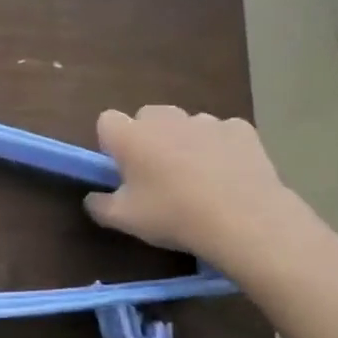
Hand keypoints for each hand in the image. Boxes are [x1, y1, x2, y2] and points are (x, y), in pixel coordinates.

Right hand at [84, 106, 308, 273]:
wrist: (244, 220)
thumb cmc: (173, 215)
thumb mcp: (125, 220)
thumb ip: (99, 206)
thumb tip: (92, 198)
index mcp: (130, 136)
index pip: (106, 121)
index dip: (111, 143)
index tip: (120, 168)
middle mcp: (165, 118)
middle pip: (147, 117)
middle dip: (148, 138)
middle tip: (156, 174)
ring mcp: (205, 120)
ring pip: (185, 125)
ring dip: (184, 142)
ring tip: (197, 178)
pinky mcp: (240, 129)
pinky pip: (221, 133)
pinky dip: (219, 148)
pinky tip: (228, 175)